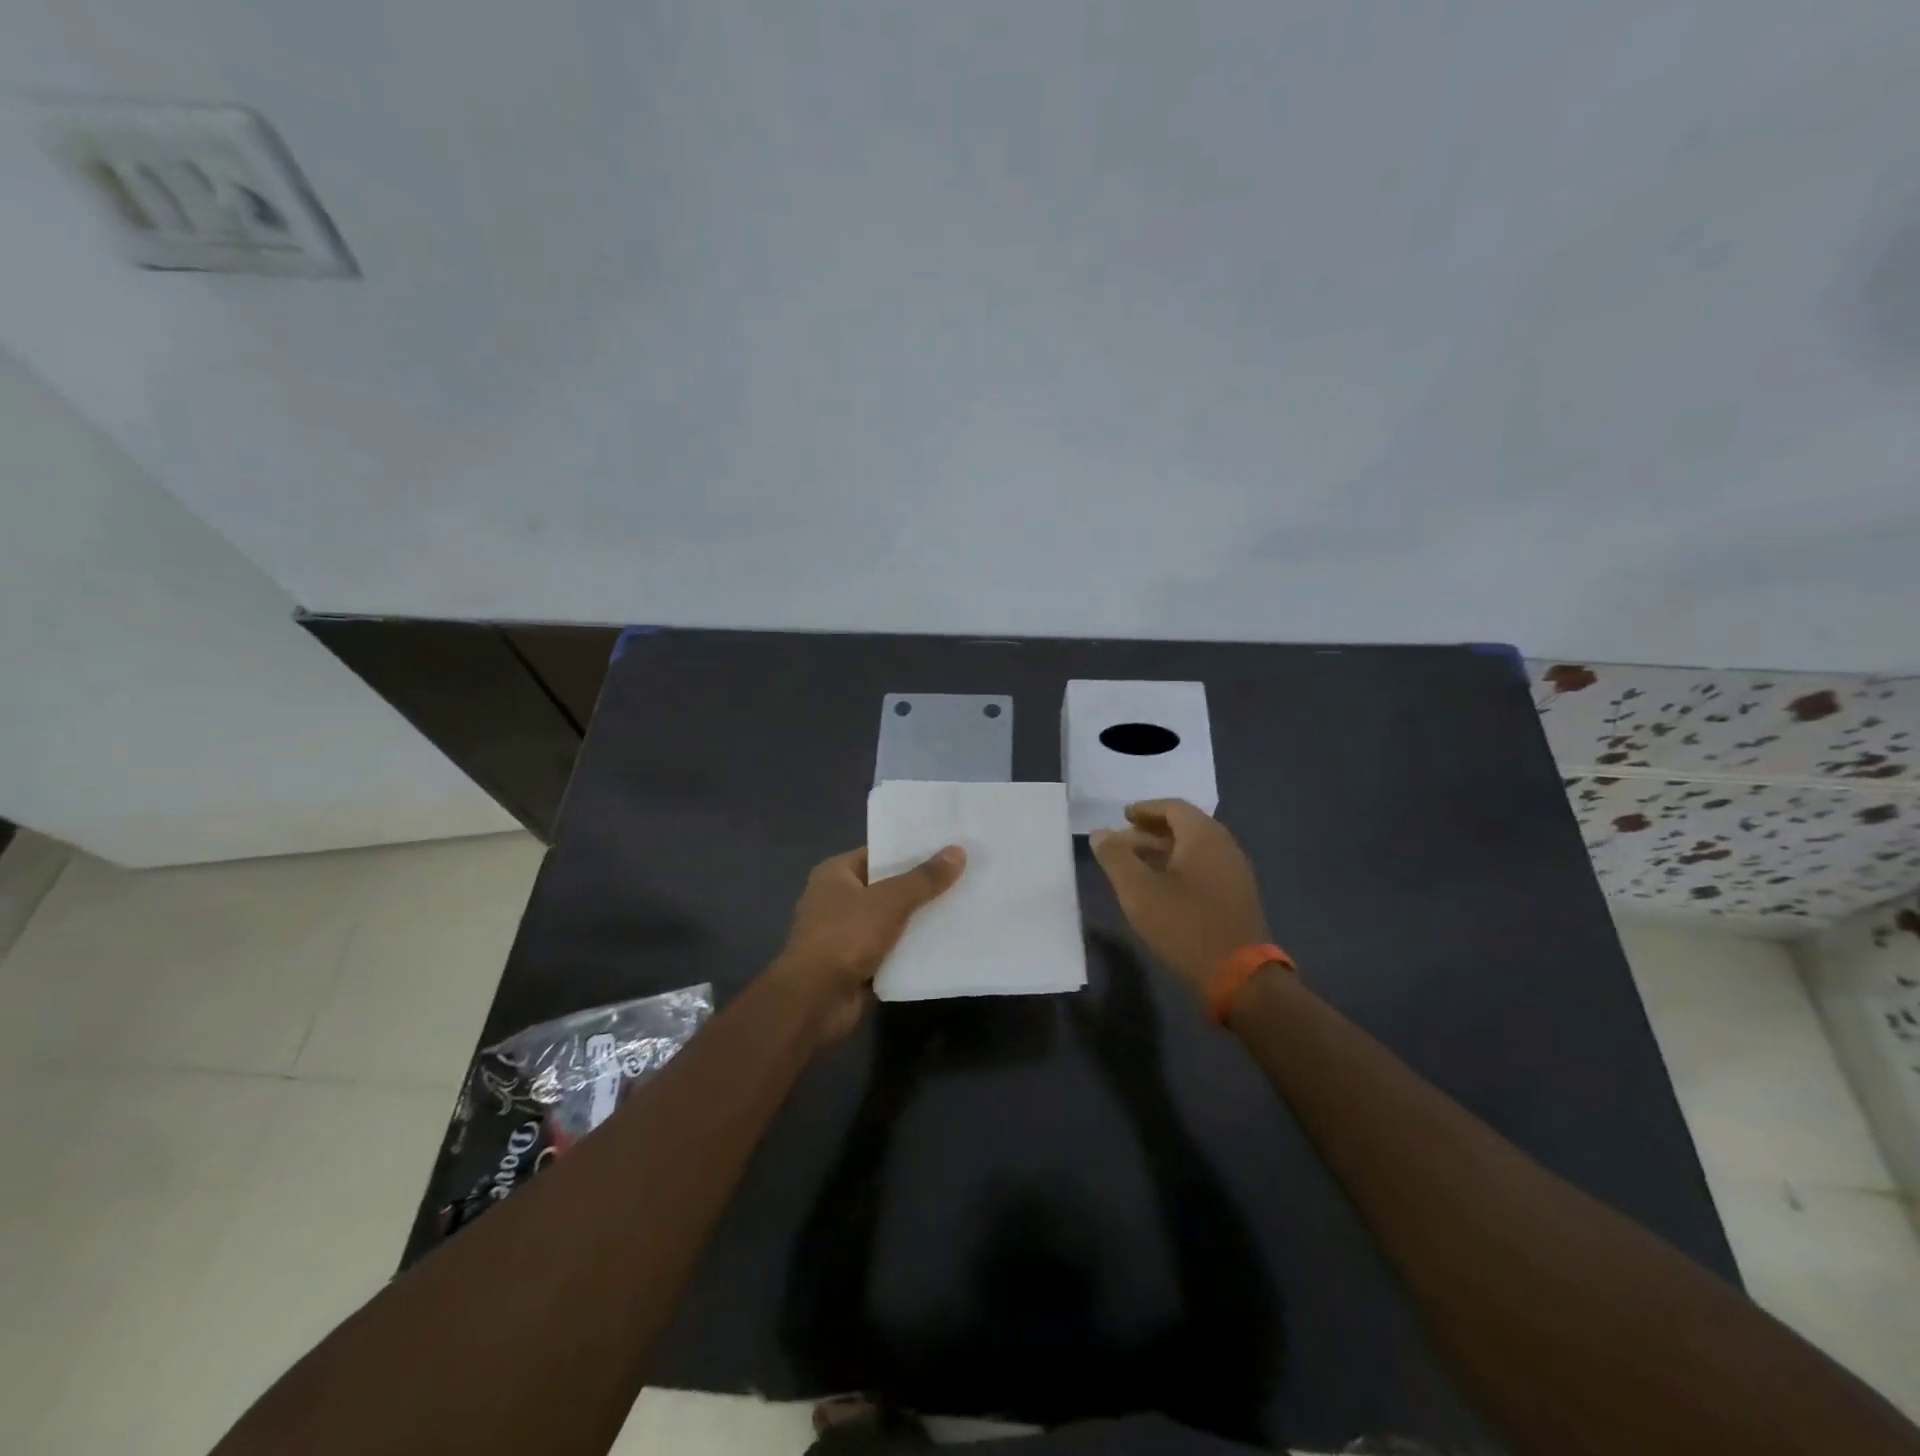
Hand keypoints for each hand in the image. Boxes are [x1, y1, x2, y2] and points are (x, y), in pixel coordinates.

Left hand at [771, 844, 965, 1039]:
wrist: (815, 1000)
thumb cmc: (845, 936)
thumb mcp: (890, 901)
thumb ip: (924, 878)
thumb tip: (957, 851)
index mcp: (834, 874)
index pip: (878, 853)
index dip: (911, 850)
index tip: (947, 847)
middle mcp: (836, 900)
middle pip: (886, 887)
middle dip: (920, 886)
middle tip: (962, 876)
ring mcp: (844, 935)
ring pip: (891, 920)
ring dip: (918, 919)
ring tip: (961, 907)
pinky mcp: (855, 965)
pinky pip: (890, 950)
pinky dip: (910, 949)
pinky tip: (944, 943)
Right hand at [1091, 800, 1269, 997]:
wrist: (1239, 975)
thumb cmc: (1184, 925)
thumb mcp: (1139, 891)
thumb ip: (1116, 857)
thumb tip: (1100, 834)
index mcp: (1203, 836)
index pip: (1173, 807)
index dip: (1146, 809)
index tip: (1123, 816)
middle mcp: (1224, 846)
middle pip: (1186, 826)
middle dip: (1151, 830)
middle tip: (1123, 840)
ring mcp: (1235, 872)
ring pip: (1195, 849)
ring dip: (1164, 850)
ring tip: (1136, 864)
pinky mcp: (1238, 896)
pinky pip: (1205, 867)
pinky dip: (1180, 866)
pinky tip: (1162, 887)